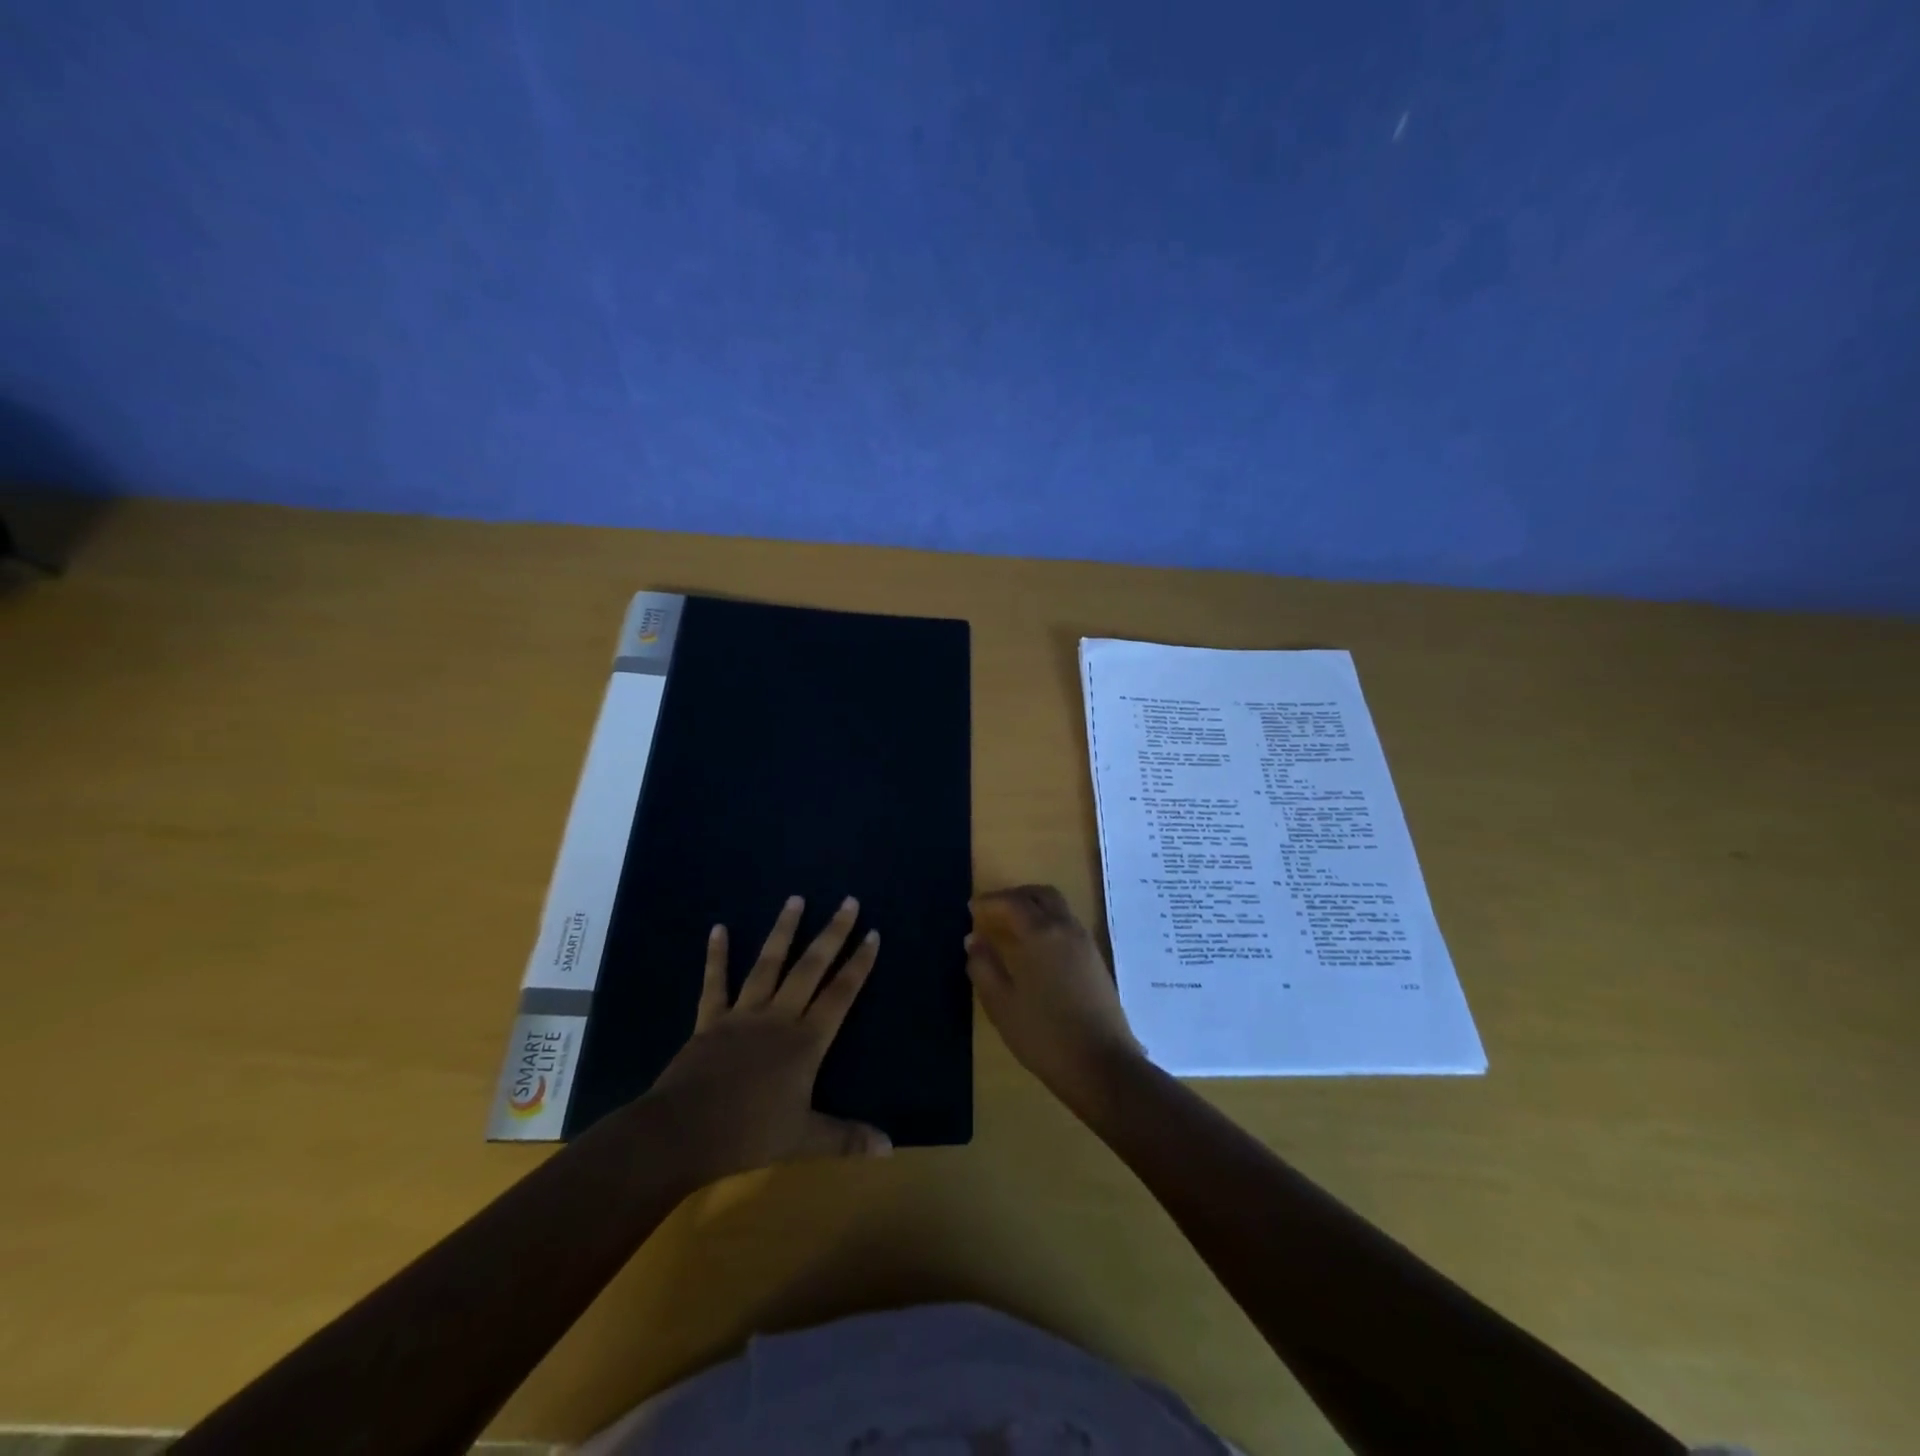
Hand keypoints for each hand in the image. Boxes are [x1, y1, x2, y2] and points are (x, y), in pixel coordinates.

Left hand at [648, 894, 889, 1183]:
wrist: (683, 1133)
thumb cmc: (748, 1134)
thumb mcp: (804, 1139)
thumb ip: (846, 1139)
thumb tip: (890, 1147)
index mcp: (806, 1041)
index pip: (841, 994)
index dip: (859, 964)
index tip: (873, 933)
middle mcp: (779, 1017)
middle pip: (811, 967)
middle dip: (833, 933)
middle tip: (848, 902)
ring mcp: (743, 1014)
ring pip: (768, 964)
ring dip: (783, 930)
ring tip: (796, 898)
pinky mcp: (710, 1020)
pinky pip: (715, 983)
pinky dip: (717, 956)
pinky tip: (718, 929)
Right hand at [966, 885, 1144, 1105]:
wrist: (1102, 1065)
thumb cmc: (1044, 1035)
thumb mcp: (1001, 1004)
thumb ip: (983, 967)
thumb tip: (973, 939)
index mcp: (1040, 933)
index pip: (1012, 903)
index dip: (989, 902)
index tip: (971, 909)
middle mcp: (1065, 928)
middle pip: (1040, 895)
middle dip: (1015, 896)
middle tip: (994, 910)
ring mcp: (1085, 943)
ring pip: (1058, 907)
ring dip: (1034, 907)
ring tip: (1013, 927)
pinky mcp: (1096, 960)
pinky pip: (1069, 925)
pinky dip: (1049, 922)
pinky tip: (1037, 948)